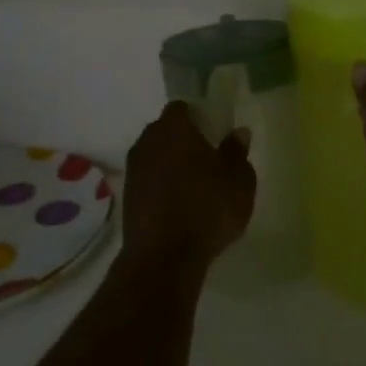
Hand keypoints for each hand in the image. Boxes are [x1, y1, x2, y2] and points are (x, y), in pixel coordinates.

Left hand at [119, 102, 256, 271]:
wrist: (163, 257)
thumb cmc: (207, 208)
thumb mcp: (238, 180)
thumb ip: (237, 151)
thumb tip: (238, 132)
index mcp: (173, 127)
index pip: (182, 108)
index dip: (198, 117)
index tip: (214, 132)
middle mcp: (147, 141)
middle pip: (166, 131)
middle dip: (184, 140)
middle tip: (208, 158)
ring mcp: (133, 170)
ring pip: (155, 157)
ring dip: (171, 165)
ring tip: (195, 186)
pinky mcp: (127, 198)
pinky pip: (148, 181)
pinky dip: (162, 187)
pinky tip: (179, 206)